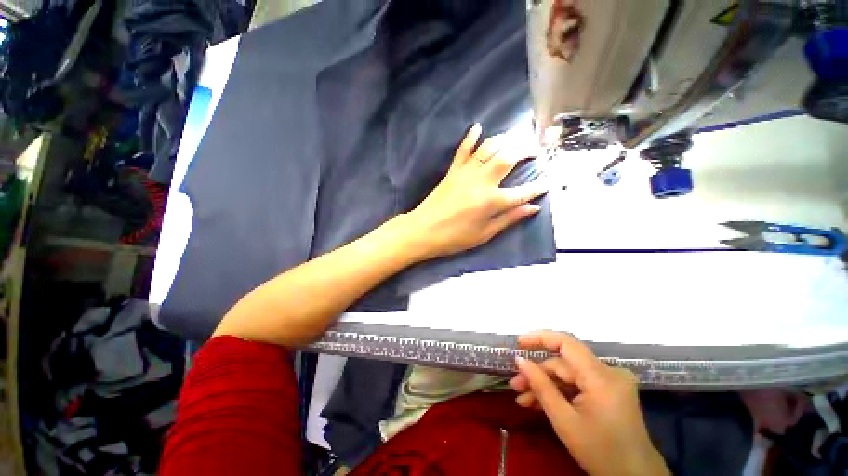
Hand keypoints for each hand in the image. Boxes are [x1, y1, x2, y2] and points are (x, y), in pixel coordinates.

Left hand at [403, 124, 547, 259]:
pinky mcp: (453, 171)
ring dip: (504, 140)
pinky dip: (470, 137)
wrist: (423, 230)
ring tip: (514, 139)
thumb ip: (509, 219)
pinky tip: (478, 127)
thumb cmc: (455, 238)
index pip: (523, 192)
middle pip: (509, 158)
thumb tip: (533, 208)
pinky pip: (463, 150)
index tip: (548, 181)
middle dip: (526, 151)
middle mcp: (482, 182)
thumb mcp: (484, 234)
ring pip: (489, 148)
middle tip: (535, 150)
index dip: (538, 187)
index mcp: (492, 201)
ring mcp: (466, 173)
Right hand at [510, 332, 669, 475]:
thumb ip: (541, 386)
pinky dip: (559, 392)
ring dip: (545, 385)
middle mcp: (609, 372)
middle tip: (515, 385)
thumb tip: (519, 360)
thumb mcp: (565, 421)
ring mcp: (610, 381)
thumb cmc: (600, 452)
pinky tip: (539, 403)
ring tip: (522, 398)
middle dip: (537, 374)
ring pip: (568, 375)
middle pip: (564, 364)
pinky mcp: (609, 390)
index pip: (566, 343)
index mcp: (601, 377)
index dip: (539, 338)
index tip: (518, 343)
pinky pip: (578, 384)